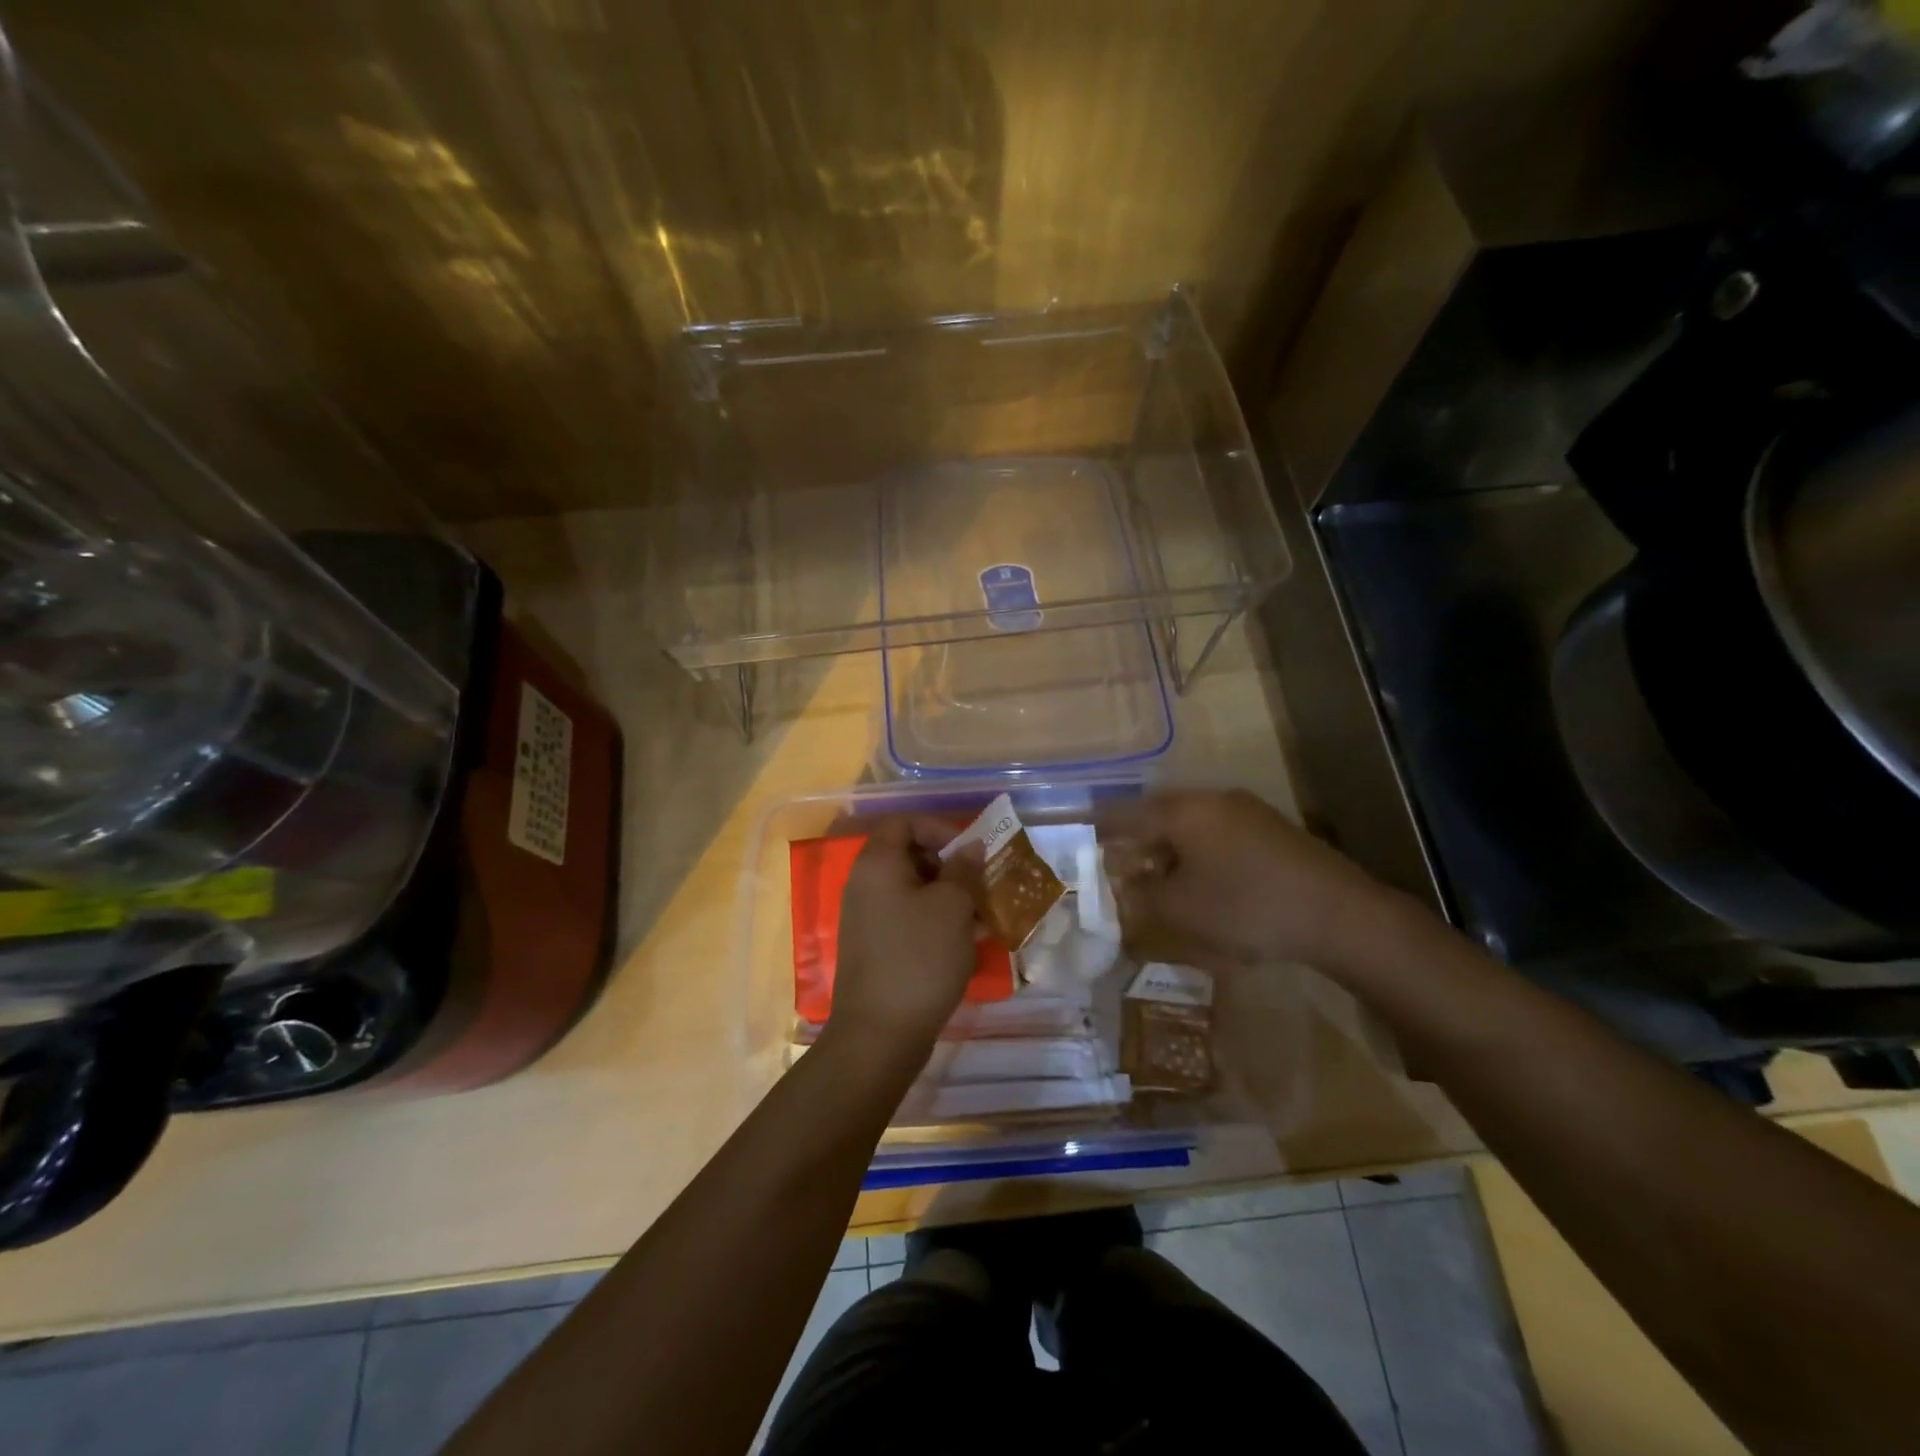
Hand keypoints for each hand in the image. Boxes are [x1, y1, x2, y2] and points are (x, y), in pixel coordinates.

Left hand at [829, 816, 983, 1052]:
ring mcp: (867, 918)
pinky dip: (935, 921)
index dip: (938, 827)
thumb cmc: (919, 958)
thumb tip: (970, 847)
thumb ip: (964, 869)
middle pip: (909, 855)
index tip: (969, 851)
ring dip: (948, 896)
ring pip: (913, 890)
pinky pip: (908, 918)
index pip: (904, 822)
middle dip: (949, 865)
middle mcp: (865, 884)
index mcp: (877, 864)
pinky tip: (964, 943)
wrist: (880, 1034)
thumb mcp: (953, 907)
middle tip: (980, 885)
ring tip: (980, 917)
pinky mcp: (875, 947)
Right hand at [1098, 789, 1396, 972]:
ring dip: (1167, 849)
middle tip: (1119, 868)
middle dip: (1135, 841)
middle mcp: (1210, 800)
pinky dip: (1197, 853)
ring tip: (1158, 880)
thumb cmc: (1245, 906)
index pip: (1125, 813)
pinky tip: (1201, 882)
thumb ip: (1142, 897)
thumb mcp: (1181, 910)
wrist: (1338, 913)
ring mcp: (1244, 811)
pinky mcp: (1269, 829)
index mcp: (1182, 811)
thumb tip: (1122, 888)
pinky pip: (1216, 834)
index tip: (1081, 840)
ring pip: (1189, 824)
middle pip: (1158, 815)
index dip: (1099, 828)